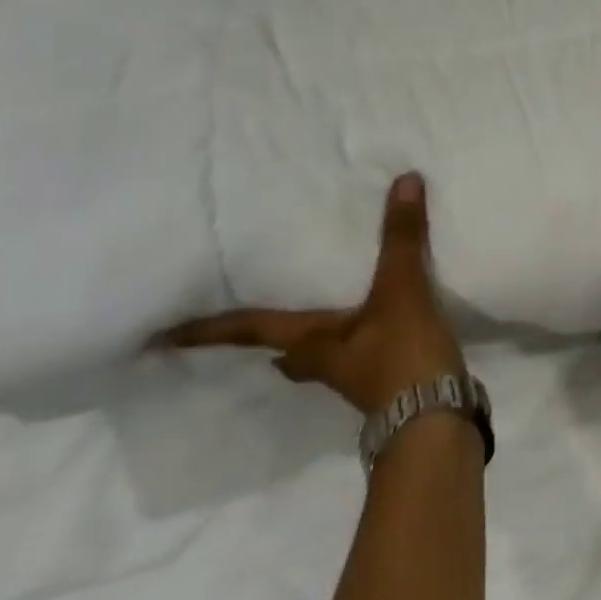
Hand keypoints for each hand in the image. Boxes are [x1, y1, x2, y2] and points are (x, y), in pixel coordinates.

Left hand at [158, 173, 465, 414]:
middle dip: (259, 339)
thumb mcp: (401, 289)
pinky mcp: (384, 382)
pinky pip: (353, 353)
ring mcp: (353, 375)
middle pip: (281, 350)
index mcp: (311, 342)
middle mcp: (323, 361)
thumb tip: (404, 180)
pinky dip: (349, 337)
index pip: (249, 330)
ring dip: (305, 339)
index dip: (209, 330)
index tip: (163, 336)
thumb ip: (402, 237)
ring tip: (305, 315)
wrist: (436, 419)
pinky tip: (367, 325)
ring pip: (316, 355)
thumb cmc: (401, 355)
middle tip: (241, 323)